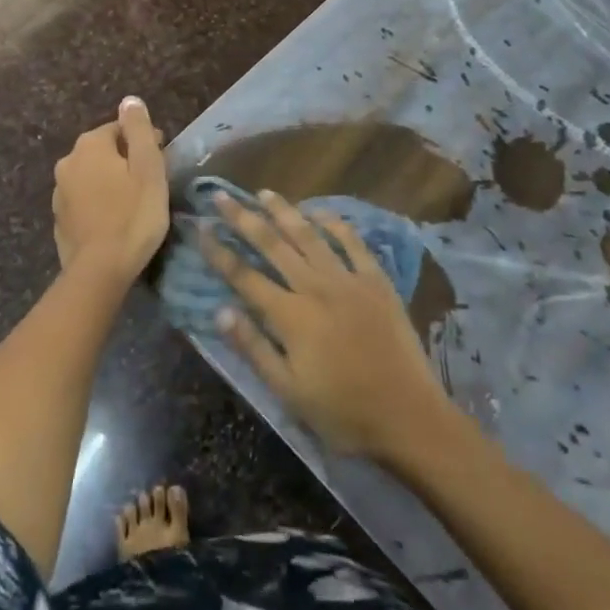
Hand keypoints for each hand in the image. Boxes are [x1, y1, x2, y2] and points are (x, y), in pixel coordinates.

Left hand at [52, 98, 169, 280]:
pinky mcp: (59, 218)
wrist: (99, 271)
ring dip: (110, 182)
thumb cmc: (133, 215)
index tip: (162, 162)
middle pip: (104, 151)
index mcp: (89, 145)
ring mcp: (59, 192)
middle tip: (150, 183)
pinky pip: (84, 200)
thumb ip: (139, 130)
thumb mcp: (148, 168)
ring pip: (92, 176)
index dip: (144, 142)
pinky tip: (113, 220)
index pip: (120, 129)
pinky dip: (98, 203)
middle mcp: (68, 161)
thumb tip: (129, 100)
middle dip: (125, 160)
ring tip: (133, 203)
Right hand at [201, 191, 448, 457]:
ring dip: (284, 212)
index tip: (200, 228)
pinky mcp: (376, 281)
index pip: (244, 276)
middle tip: (221, 196)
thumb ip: (254, 348)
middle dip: (243, 218)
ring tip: (264, 193)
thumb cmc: (343, 413)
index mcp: (290, 316)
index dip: (219, 251)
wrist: (409, 416)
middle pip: (272, 245)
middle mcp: (315, 287)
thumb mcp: (289, 392)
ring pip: (309, 235)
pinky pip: (352, 243)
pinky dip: (333, 224)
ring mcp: (347, 279)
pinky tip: (319, 212)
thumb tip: (220, 312)